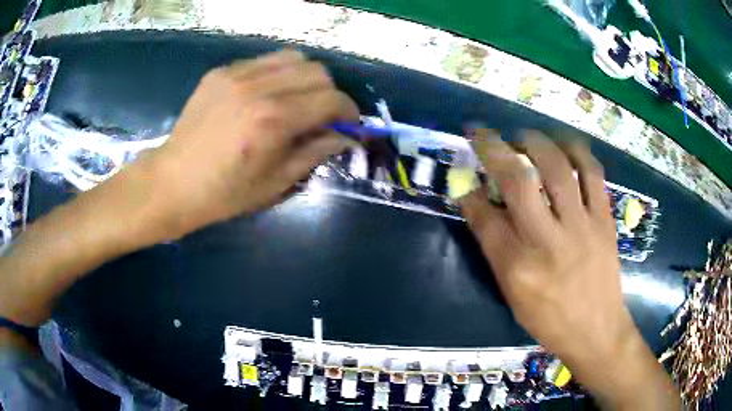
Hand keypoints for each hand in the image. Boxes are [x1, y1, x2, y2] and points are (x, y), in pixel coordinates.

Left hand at [134, 50, 358, 239]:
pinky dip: (276, 74)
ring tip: (295, 100)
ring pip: (293, 57)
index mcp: (273, 120)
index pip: (331, 99)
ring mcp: (236, 75)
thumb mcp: (276, 182)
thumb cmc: (224, 193)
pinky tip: (264, 95)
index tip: (348, 123)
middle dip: (329, 93)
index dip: (349, 111)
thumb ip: (315, 152)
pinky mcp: (220, 72)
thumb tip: (345, 136)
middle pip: (317, 71)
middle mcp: (258, 88)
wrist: (173, 182)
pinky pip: (263, 61)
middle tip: (320, 115)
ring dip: (304, 78)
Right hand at [459, 129, 678, 408]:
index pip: (484, 218)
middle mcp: (548, 242)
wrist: (597, 329)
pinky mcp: (604, 219)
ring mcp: (581, 227)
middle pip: (518, 181)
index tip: (464, 174)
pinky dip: (577, 151)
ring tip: (525, 136)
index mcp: (518, 268)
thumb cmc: (550, 319)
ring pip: (558, 167)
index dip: (469, 191)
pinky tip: (565, 145)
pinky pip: (593, 173)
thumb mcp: (513, 295)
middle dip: (494, 149)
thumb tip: (480, 206)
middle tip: (486, 136)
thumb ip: (496, 249)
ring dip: (536, 141)